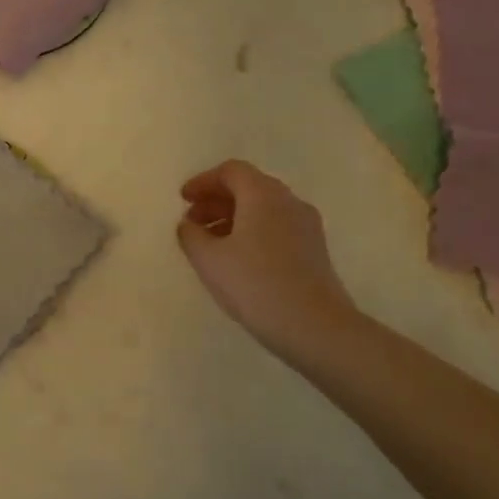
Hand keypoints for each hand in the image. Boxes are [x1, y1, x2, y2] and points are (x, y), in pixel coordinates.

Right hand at [177, 160, 359, 367]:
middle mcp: (288, 201)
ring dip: (233, 217)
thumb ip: (191, 235)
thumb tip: (189, 224)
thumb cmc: (255, 285)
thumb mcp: (209, 260)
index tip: (183, 199)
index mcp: (263, 194)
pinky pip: (277, 227)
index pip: (231, 171)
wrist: (315, 327)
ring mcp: (306, 225)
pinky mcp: (314, 249)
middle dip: (217, 200)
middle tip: (192, 221)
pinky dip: (252, 232)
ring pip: (264, 208)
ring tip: (211, 243)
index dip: (203, 181)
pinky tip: (238, 259)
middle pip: (249, 187)